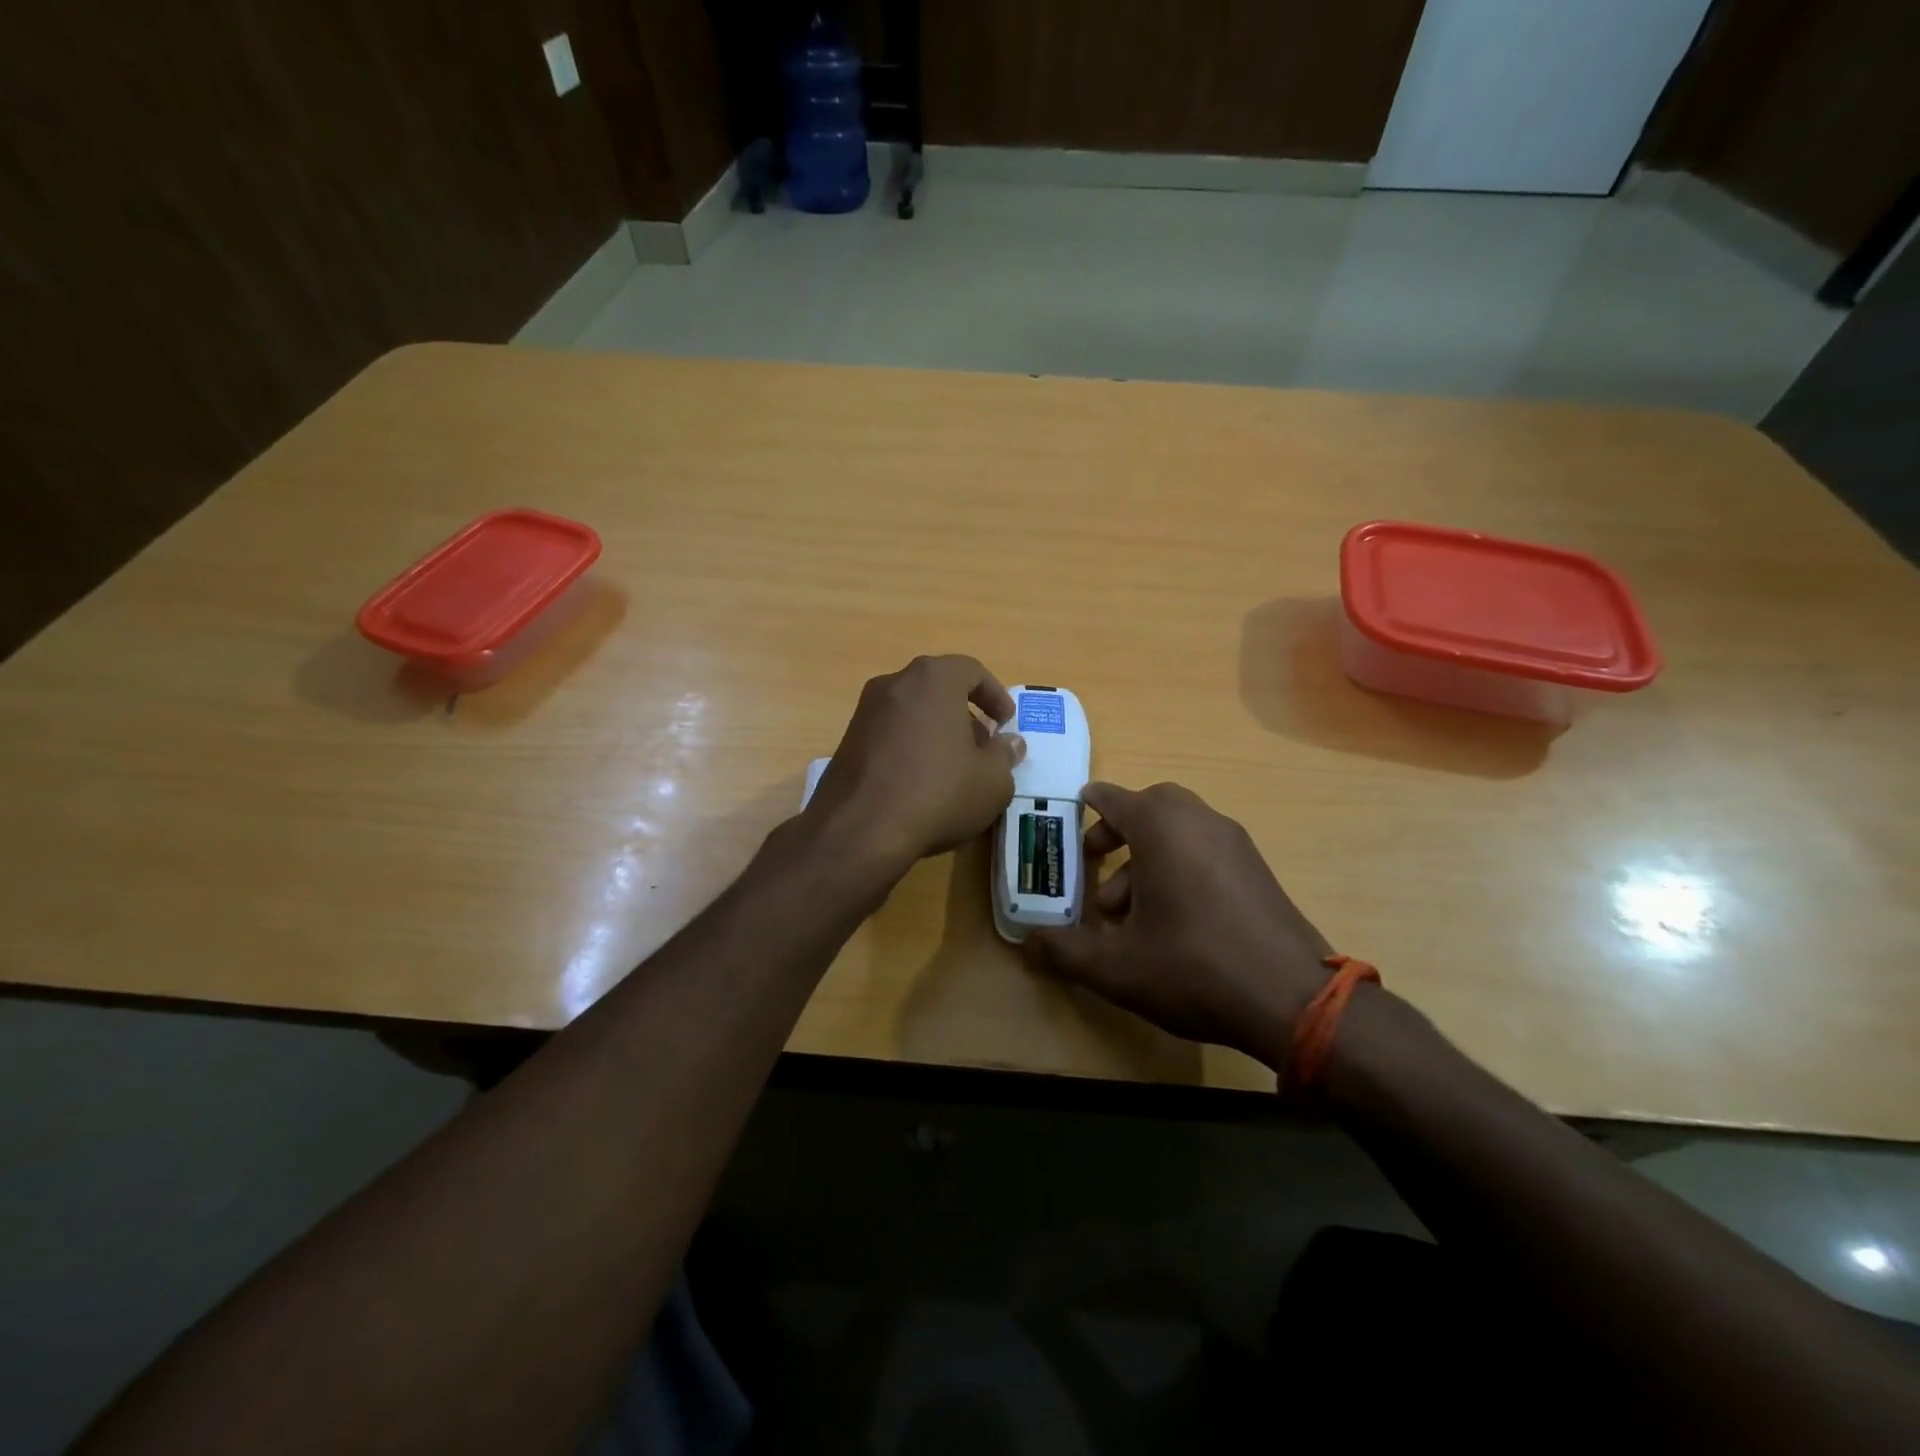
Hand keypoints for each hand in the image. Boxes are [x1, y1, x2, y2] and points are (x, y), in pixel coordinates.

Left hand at [805, 655, 1025, 869]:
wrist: (860, 830)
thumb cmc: (938, 793)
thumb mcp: (992, 781)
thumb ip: (1005, 755)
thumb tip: (1009, 743)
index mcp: (932, 679)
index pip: (970, 670)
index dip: (994, 694)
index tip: (1005, 723)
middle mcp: (894, 684)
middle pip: (938, 689)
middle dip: (964, 714)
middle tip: (982, 748)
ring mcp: (864, 712)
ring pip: (912, 712)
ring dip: (936, 732)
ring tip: (953, 770)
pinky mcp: (846, 742)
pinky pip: (889, 734)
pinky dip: (909, 747)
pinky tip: (920, 785)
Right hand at [1026, 782, 1333, 1068]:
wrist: (1293, 999)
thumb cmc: (1193, 967)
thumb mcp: (1115, 967)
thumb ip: (1065, 951)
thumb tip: (1029, 942)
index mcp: (1161, 827)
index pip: (1113, 797)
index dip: (1087, 807)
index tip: (1071, 816)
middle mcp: (1199, 820)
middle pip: (1150, 806)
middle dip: (1119, 830)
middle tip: (1097, 863)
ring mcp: (1234, 842)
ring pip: (1179, 830)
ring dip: (1147, 856)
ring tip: (1126, 911)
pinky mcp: (1257, 869)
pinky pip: (1205, 850)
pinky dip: (1180, 866)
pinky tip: (1171, 920)